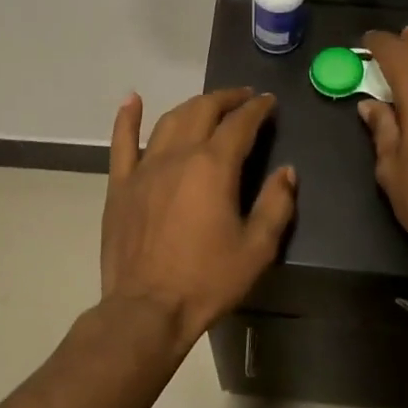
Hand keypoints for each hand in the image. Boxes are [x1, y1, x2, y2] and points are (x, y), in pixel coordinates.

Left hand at [100, 87, 296, 352]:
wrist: (147, 309)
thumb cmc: (207, 280)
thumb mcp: (257, 249)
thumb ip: (276, 204)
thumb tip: (287, 171)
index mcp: (213, 167)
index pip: (240, 124)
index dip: (257, 109)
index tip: (269, 102)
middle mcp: (178, 156)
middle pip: (203, 111)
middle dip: (227, 99)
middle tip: (243, 98)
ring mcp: (144, 168)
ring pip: (169, 121)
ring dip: (192, 106)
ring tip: (208, 104)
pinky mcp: (120, 185)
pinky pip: (122, 143)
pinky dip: (127, 118)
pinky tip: (132, 100)